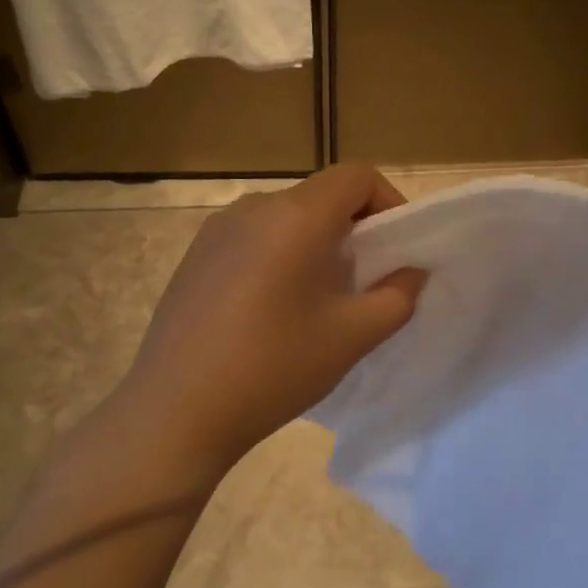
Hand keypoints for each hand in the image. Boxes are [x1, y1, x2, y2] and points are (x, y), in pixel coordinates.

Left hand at [115, 165, 426, 471]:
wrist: (176, 412)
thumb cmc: (274, 368)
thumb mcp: (352, 336)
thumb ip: (397, 297)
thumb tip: (411, 272)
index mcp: (296, 216)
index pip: (356, 175)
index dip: (388, 201)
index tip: (397, 247)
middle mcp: (253, 207)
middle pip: (320, 196)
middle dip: (354, 228)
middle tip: (366, 279)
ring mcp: (216, 230)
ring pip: (285, 218)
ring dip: (315, 243)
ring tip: (319, 299)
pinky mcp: (194, 256)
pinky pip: (252, 238)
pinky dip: (278, 255)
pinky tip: (271, 310)